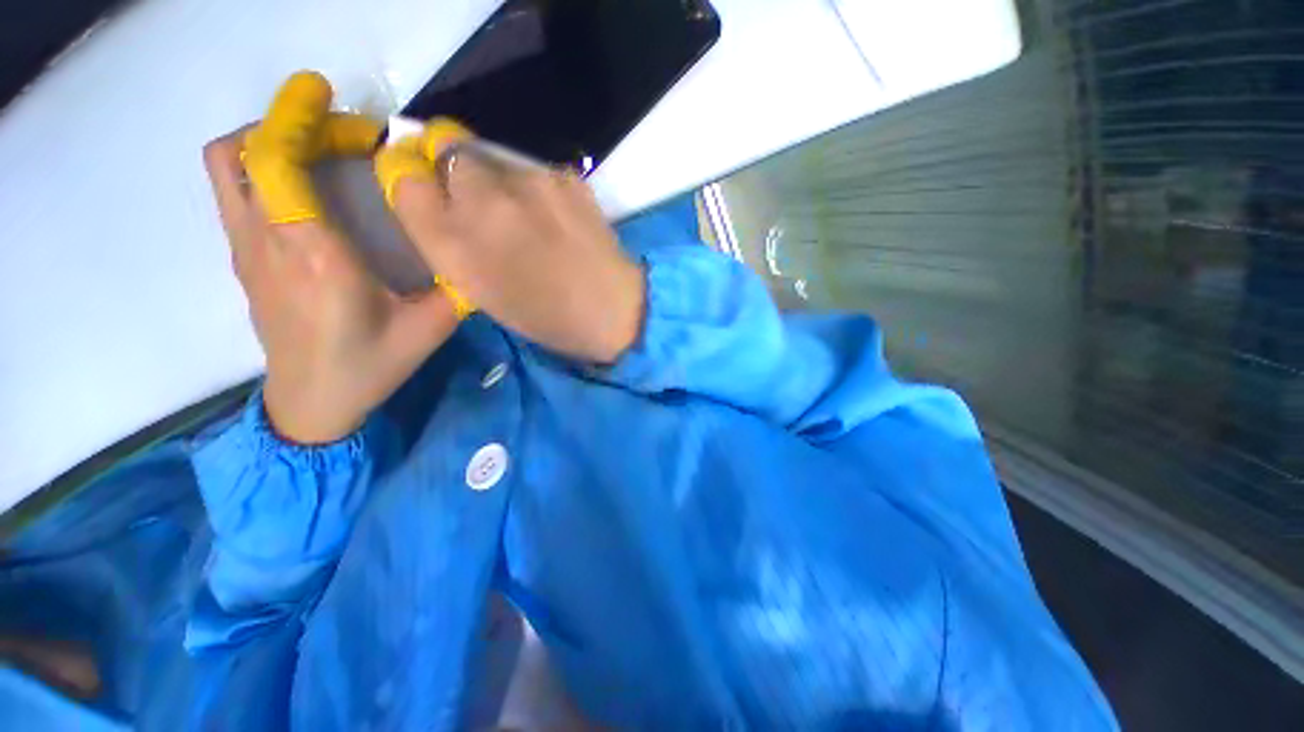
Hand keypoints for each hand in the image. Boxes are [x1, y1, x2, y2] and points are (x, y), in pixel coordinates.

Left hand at [204, 73, 458, 443]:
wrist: (313, 403)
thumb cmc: (372, 365)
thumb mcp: (431, 328)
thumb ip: (455, 285)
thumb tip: (472, 244)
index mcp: (316, 258)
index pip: (277, 163)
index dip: (296, 116)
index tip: (332, 98)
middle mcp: (268, 244)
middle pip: (241, 152)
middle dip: (288, 122)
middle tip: (342, 132)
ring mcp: (247, 251)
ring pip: (229, 167)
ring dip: (269, 140)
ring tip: (321, 149)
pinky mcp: (244, 259)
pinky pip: (236, 191)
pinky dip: (263, 167)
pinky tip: (307, 186)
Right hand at [375, 127, 645, 363]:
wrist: (612, 310)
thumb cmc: (545, 315)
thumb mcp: (480, 289)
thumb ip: (447, 240)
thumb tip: (434, 195)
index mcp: (454, 243)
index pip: (403, 176)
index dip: (413, 176)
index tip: (430, 188)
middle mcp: (483, 202)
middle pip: (446, 148)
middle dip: (456, 170)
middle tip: (484, 203)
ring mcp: (529, 182)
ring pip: (493, 156)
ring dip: (498, 178)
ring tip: (528, 217)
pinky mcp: (567, 177)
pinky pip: (535, 170)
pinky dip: (536, 188)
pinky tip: (556, 217)